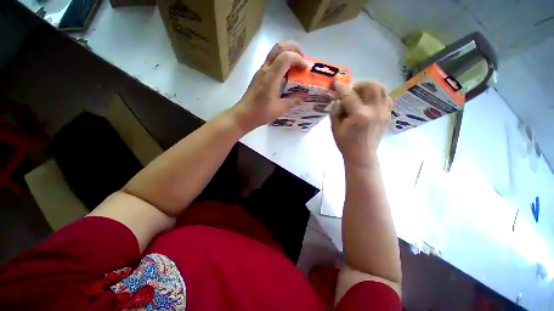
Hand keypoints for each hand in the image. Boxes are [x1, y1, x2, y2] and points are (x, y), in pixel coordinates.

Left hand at [230, 42, 307, 131]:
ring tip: (296, 65)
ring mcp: (260, 71)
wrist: (244, 115)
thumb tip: (305, 95)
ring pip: (274, 52)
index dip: (298, 59)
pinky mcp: (259, 75)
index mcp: (271, 77)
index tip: (305, 69)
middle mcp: (265, 69)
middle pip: (279, 47)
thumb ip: (293, 100)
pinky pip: (271, 60)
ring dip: (287, 53)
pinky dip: (281, 61)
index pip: (286, 57)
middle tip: (302, 60)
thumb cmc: (261, 113)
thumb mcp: (280, 108)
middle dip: (294, 49)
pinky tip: (286, 73)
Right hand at [330, 81, 392, 167]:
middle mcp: (375, 111)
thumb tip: (338, 99)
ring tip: (360, 93)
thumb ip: (335, 111)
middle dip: (358, 84)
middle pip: (371, 86)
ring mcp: (384, 112)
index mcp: (359, 115)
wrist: (362, 155)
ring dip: (369, 87)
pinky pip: (386, 97)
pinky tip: (369, 100)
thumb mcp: (335, 128)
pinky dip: (377, 94)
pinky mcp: (388, 115)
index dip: (341, 87)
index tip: (335, 82)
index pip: (349, 95)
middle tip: (350, 90)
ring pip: (381, 89)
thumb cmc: (346, 143)